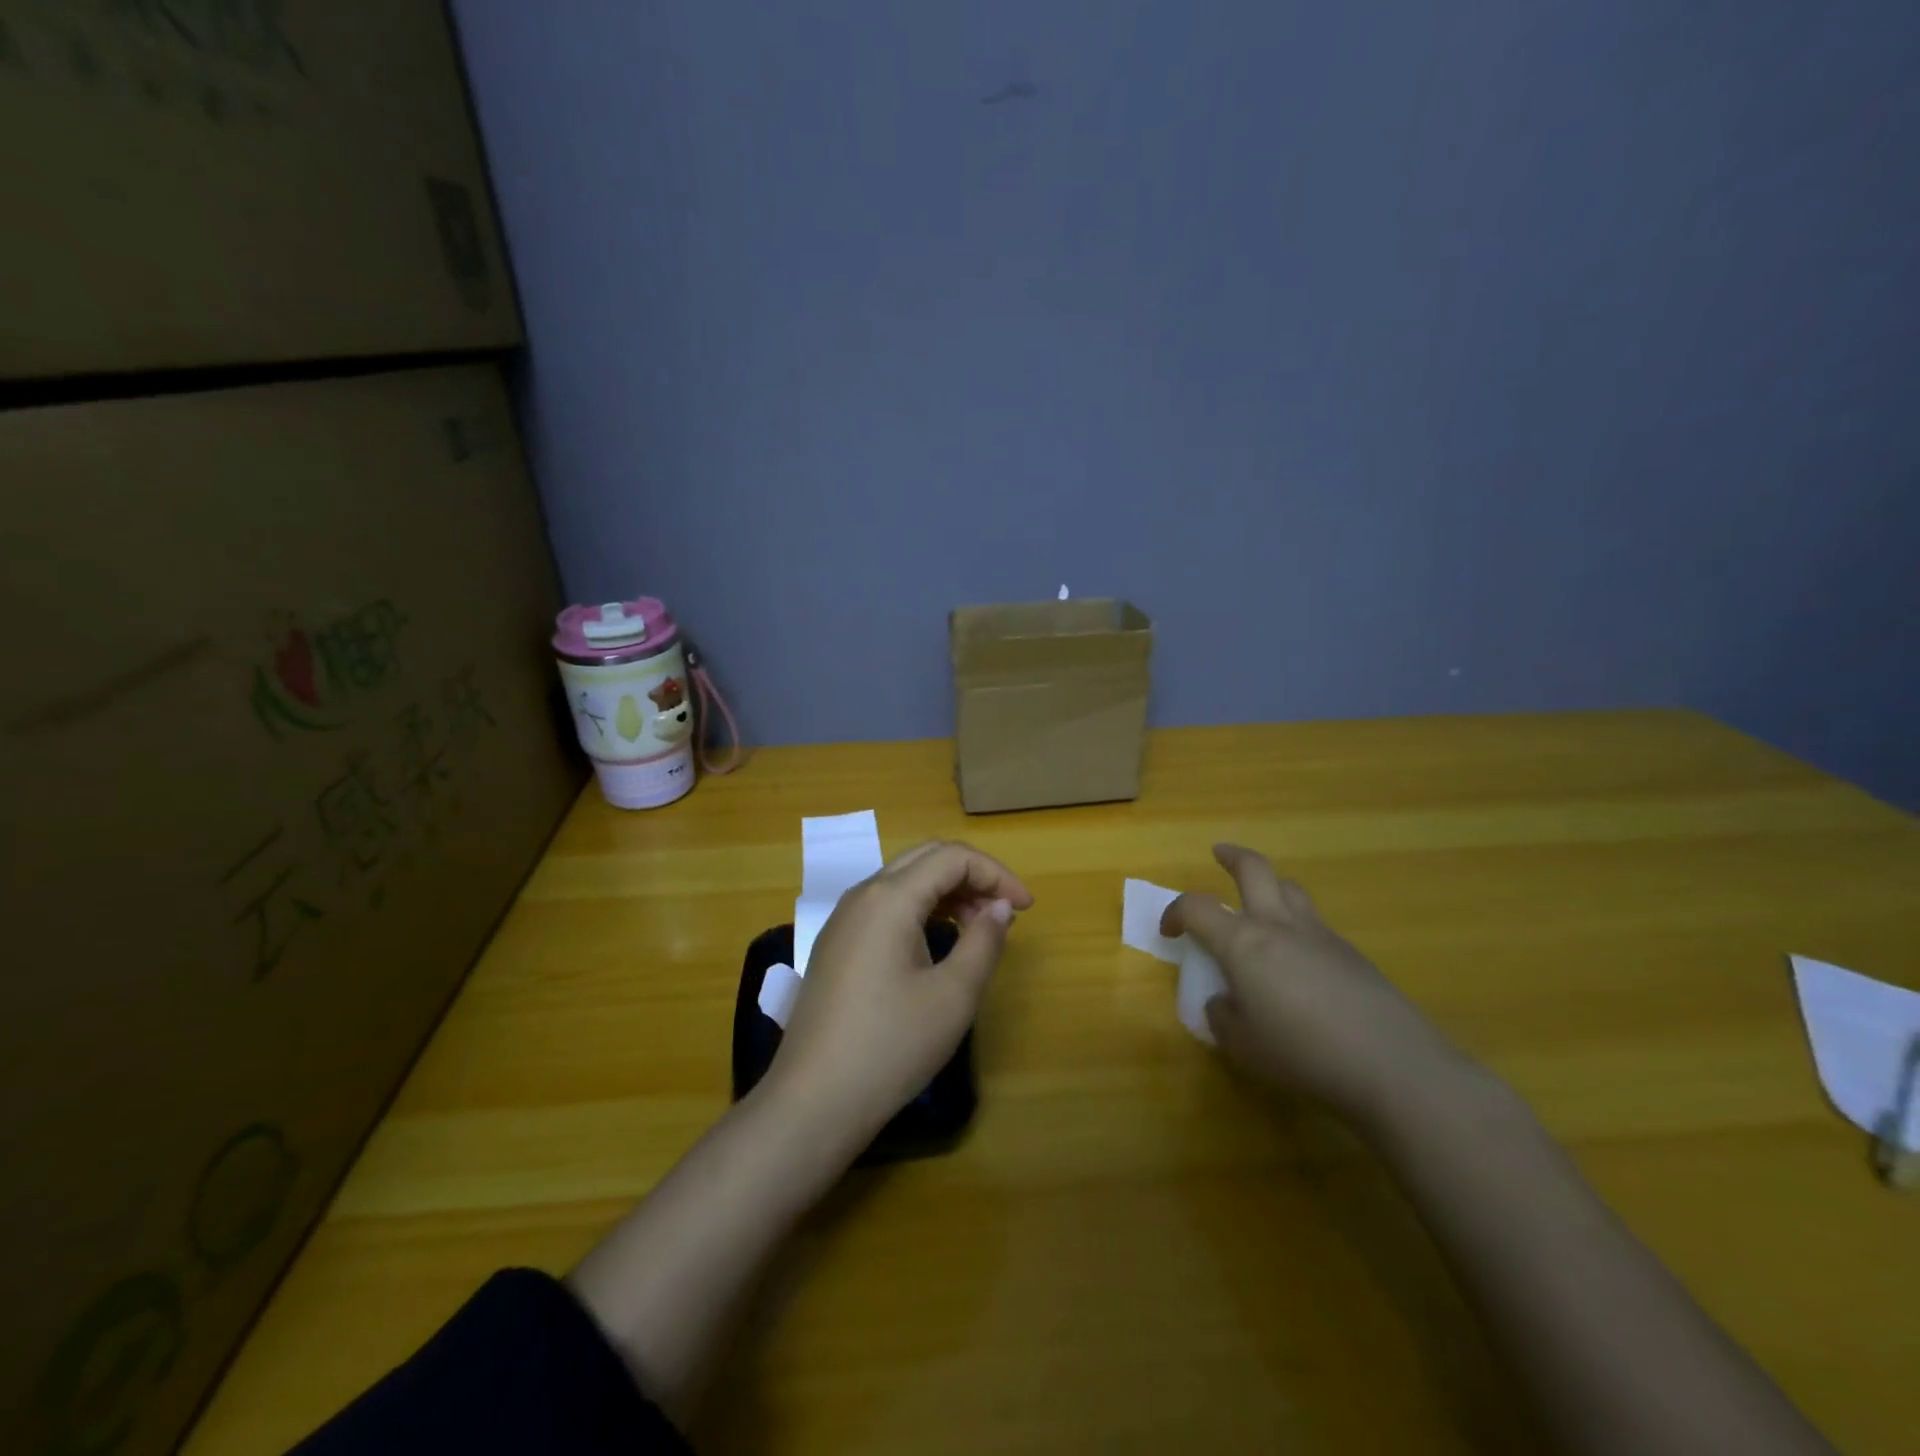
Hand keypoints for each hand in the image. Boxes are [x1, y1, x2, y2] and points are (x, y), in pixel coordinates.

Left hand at [768, 840, 1033, 1141]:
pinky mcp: (836, 945)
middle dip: (972, 876)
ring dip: (947, 892)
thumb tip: (1000, 908)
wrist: (813, 1101)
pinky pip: (885, 907)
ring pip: (904, 881)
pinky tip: (938, 943)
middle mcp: (862, 895)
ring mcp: (843, 920)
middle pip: (926, 859)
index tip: (1026, 909)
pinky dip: (920, 910)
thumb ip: (984, 942)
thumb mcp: (953, 996)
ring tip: (978, 929)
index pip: (952, 857)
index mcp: (890, 897)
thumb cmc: (891, 1046)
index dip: (996, 874)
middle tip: (1004, 913)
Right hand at [1163, 845, 1460, 1127]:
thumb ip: (1222, 1018)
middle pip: (1254, 869)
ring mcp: (1320, 935)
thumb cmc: (1301, 1052)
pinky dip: (1298, 926)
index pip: (1196, 907)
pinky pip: (1315, 924)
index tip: (1170, 931)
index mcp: (1242, 942)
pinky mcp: (1352, 954)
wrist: (1391, 1064)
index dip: (1175, 912)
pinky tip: (1300, 961)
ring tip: (1262, 902)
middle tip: (1219, 854)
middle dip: (1232, 857)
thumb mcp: (1242, 1046)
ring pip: (1291, 889)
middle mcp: (1279, 925)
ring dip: (1270, 886)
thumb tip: (1223, 1002)